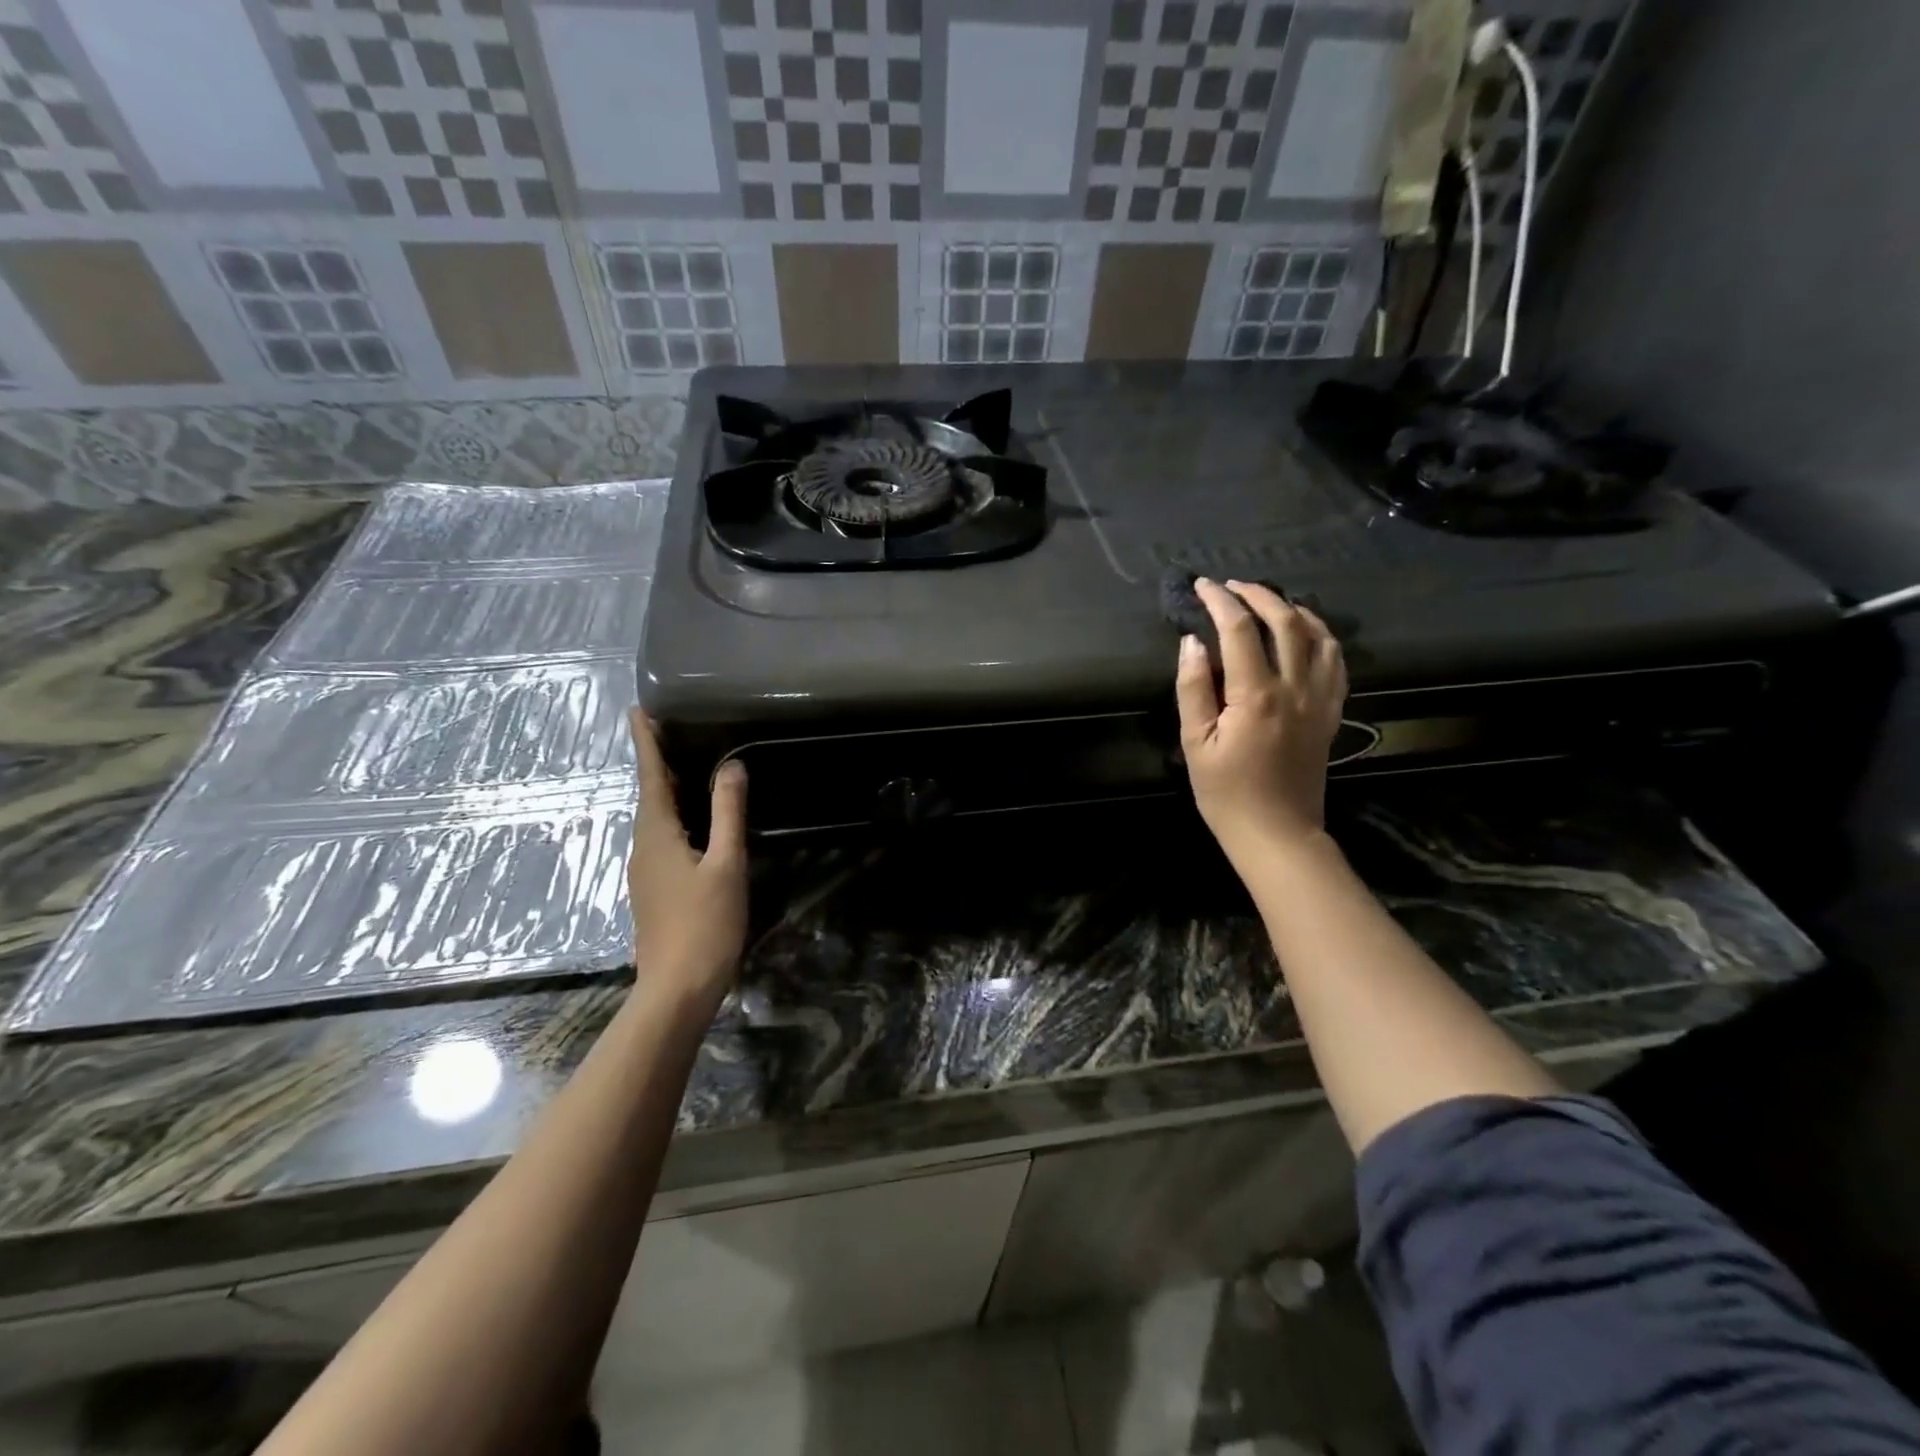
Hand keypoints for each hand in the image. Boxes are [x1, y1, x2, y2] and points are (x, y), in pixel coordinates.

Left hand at [626, 708, 748, 1001]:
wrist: (678, 988)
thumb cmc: (705, 924)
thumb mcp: (726, 864)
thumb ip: (728, 813)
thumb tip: (731, 766)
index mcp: (657, 834)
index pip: (650, 776)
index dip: (646, 742)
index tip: (637, 709)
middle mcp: (643, 847)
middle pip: (649, 795)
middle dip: (657, 761)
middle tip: (670, 728)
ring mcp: (646, 871)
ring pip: (655, 818)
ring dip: (666, 789)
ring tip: (685, 764)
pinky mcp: (654, 889)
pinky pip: (662, 838)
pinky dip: (674, 816)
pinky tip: (694, 820)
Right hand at [1174, 578, 1348, 861]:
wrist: (1278, 833)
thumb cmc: (1226, 793)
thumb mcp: (1196, 743)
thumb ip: (1193, 689)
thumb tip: (1192, 642)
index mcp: (1256, 695)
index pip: (1240, 630)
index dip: (1220, 601)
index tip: (1202, 586)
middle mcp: (1295, 687)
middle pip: (1284, 621)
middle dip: (1257, 595)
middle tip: (1231, 587)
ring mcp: (1320, 699)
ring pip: (1317, 634)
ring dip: (1292, 608)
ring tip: (1267, 601)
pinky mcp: (1331, 712)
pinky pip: (1336, 661)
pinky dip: (1321, 635)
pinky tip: (1306, 632)